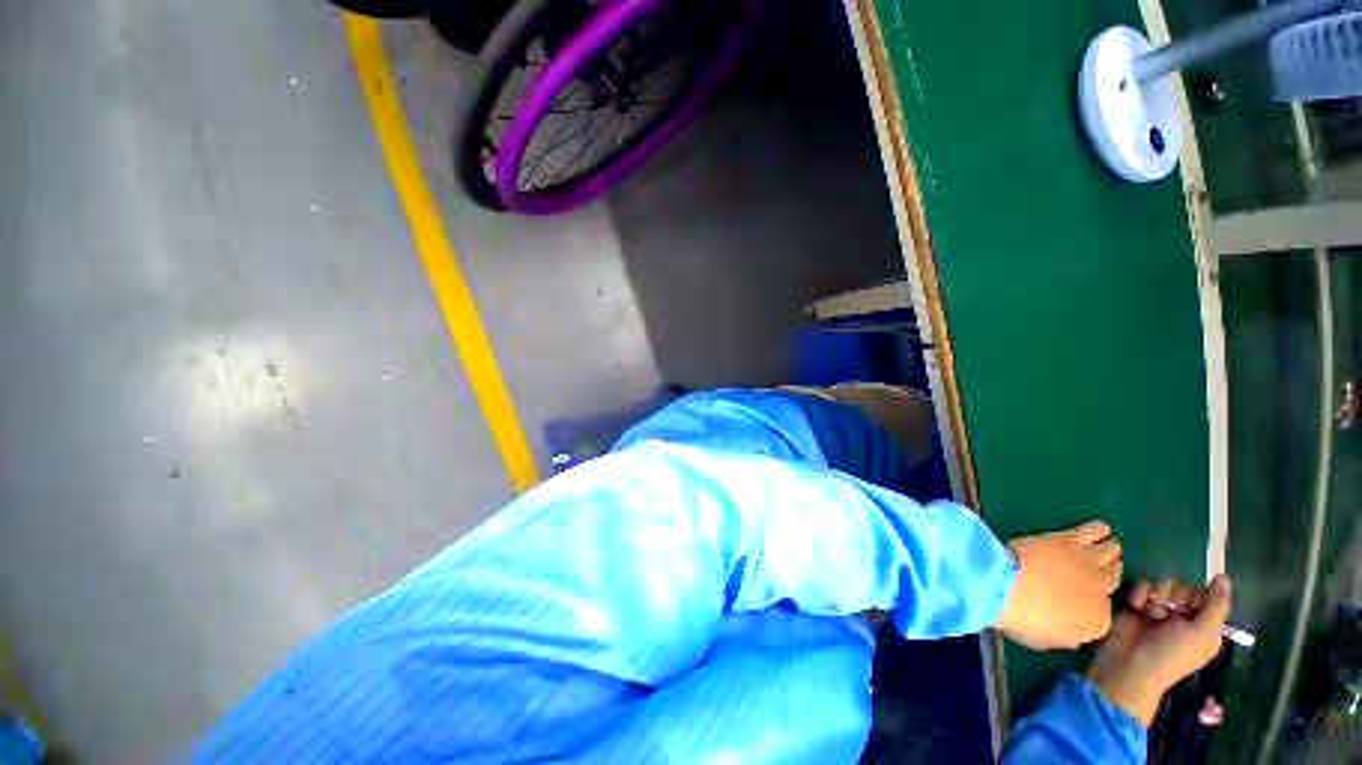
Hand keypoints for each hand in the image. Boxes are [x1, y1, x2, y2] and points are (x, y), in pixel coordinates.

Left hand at [994, 521, 1122, 649]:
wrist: (1008, 586)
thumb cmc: (1022, 619)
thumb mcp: (1047, 639)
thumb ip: (1065, 633)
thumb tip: (1068, 625)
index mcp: (1097, 623)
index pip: (1103, 614)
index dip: (1093, 604)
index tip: (1085, 598)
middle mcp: (1102, 592)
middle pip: (1111, 580)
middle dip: (1108, 574)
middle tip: (1106, 568)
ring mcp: (1088, 564)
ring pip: (1107, 555)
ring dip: (1109, 551)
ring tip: (1111, 546)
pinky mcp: (1069, 541)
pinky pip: (1090, 532)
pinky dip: (1097, 530)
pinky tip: (1102, 527)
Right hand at [1086, 575, 1231, 725]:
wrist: (1129, 665)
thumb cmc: (1171, 654)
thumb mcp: (1201, 633)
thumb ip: (1216, 605)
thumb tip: (1224, 576)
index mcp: (1204, 625)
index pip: (1206, 595)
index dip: (1197, 596)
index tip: (1190, 608)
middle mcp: (1184, 616)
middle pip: (1183, 587)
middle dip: (1173, 596)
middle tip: (1167, 614)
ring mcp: (1160, 611)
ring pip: (1162, 585)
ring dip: (1156, 596)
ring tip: (1149, 612)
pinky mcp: (1138, 606)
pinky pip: (1143, 586)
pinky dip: (1139, 593)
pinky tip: (1135, 605)